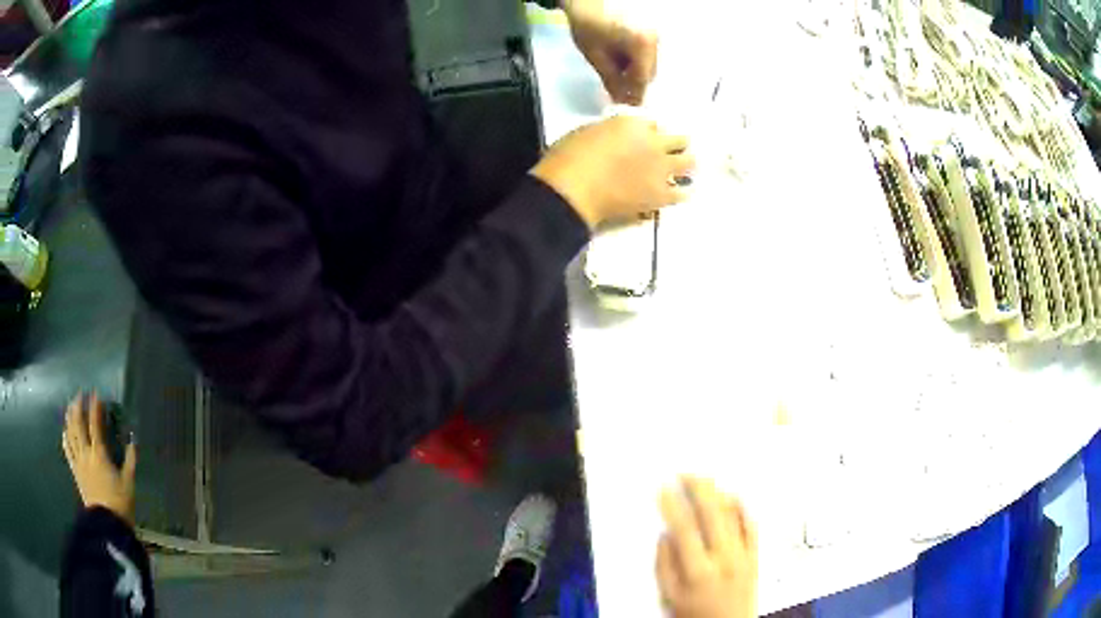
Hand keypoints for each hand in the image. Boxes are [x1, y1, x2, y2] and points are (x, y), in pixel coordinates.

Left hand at [61, 393, 136, 523]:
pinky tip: (65, 431)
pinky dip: (65, 438)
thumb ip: (130, 460)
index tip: (96, 393)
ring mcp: (78, 461)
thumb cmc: (120, 503)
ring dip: (70, 417)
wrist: (107, 524)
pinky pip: (67, 450)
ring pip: (71, 434)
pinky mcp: (75, 471)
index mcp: (99, 453)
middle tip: (80, 393)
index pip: (95, 424)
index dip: (95, 407)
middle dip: (78, 406)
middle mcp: (86, 453)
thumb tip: (133, 439)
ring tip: (70, 406)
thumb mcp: (129, 483)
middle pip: (78, 424)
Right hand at [531, 115, 692, 227]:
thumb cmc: (568, 158)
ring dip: (685, 164)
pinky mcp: (661, 195)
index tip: (645, 138)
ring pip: (689, 162)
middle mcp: (653, 142)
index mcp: (632, 123)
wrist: (573, 190)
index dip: (649, 132)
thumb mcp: (587, 132)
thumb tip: (616, 139)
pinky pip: (682, 193)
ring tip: (682, 170)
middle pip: (679, 139)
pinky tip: (679, 193)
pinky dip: (681, 192)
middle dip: (676, 144)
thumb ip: (609, 133)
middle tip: (673, 151)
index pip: (652, 123)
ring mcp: (660, 169)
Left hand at [564, 0, 657, 104]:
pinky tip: (619, 58)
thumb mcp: (596, 56)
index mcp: (642, 44)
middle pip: (649, 73)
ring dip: (634, 72)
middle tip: (615, 90)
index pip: (642, 79)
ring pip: (649, 65)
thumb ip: (612, 80)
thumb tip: (621, 100)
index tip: (623, 105)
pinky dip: (635, 61)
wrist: (588, 2)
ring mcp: (655, 35)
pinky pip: (647, 55)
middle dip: (633, 83)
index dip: (633, 94)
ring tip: (614, 70)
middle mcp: (655, 39)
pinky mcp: (651, 32)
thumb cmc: (589, 25)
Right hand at [657, 477, 757, 617]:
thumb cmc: (695, 615)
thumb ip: (665, 567)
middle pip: (713, 514)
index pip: (685, 529)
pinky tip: (733, 497)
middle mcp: (724, 558)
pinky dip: (743, 509)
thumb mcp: (670, 597)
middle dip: (698, 489)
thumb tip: (665, 537)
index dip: (673, 506)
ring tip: (706, 479)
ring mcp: (744, 555)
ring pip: (733, 516)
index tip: (663, 488)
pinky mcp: (755, 556)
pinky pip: (752, 526)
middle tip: (686, 473)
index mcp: (699, 570)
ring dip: (718, 494)